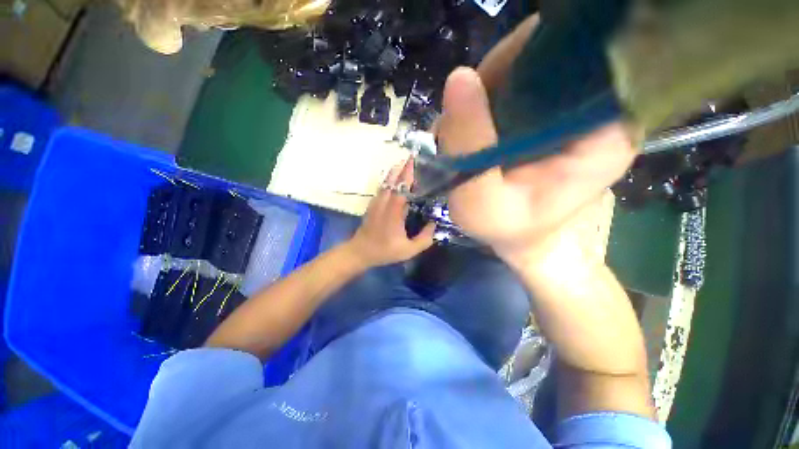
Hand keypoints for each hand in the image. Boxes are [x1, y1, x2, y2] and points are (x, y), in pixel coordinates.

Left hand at [347, 159, 435, 267]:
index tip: (416, 162)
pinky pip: (382, 187)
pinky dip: (390, 179)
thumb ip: (424, 239)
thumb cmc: (385, 251)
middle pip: (393, 181)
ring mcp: (377, 202)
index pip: (402, 188)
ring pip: (386, 182)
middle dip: (403, 168)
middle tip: (414, 157)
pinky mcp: (373, 204)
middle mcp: (384, 203)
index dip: (408, 174)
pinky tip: (395, 177)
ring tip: (405, 163)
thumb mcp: (408, 250)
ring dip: (396, 171)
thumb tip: (434, 224)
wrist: (360, 251)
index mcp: (394, 213)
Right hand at [437, 15, 636, 264]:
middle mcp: (596, 109)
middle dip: (495, 79)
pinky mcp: (550, 115)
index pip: (576, 56)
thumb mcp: (480, 202)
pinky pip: (516, 85)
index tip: (482, 90)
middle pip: (546, 56)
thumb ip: (470, 146)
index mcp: (603, 130)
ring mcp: (572, 109)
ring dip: (485, 92)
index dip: (522, 59)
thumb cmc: (506, 228)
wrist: (521, 239)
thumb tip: (458, 78)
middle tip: (464, 120)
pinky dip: (486, 99)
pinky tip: (472, 127)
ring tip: (464, 130)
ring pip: (525, 68)